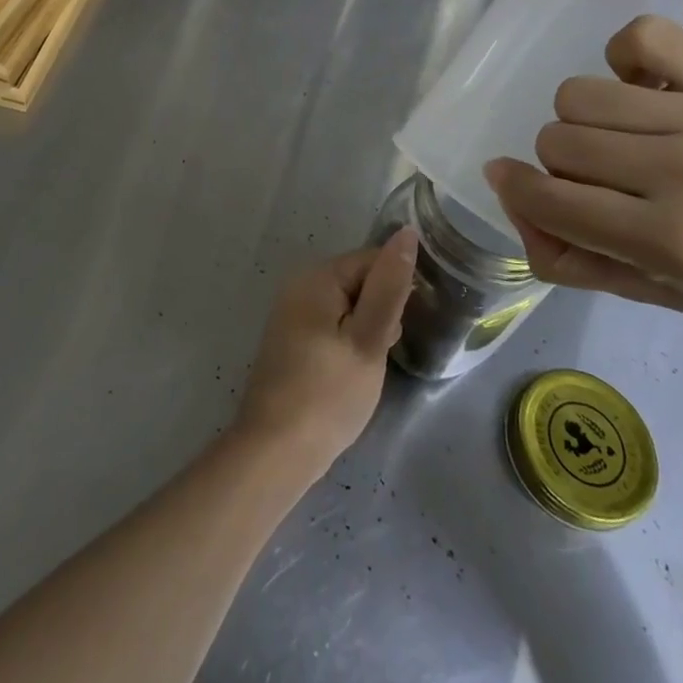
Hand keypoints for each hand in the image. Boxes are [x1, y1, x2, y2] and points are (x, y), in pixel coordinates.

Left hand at [233, 236, 417, 474]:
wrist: (276, 450)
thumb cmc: (329, 393)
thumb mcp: (369, 339)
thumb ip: (389, 286)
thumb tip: (407, 233)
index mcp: (317, 276)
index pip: (372, 259)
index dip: (396, 290)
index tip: (400, 328)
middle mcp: (299, 284)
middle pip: (358, 280)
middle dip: (381, 311)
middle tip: (381, 352)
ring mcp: (292, 312)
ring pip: (348, 306)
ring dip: (367, 330)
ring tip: (367, 367)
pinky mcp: (292, 339)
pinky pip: (331, 325)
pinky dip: (349, 342)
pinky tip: (350, 373)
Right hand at [483, 15, 682, 356]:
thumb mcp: (654, 296)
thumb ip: (566, 254)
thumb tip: (508, 191)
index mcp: (672, 242)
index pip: (547, 196)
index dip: (516, 189)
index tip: (515, 183)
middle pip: (556, 139)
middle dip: (563, 166)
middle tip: (603, 182)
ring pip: (580, 94)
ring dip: (586, 121)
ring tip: (626, 138)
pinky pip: (639, 37)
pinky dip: (624, 60)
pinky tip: (644, 90)